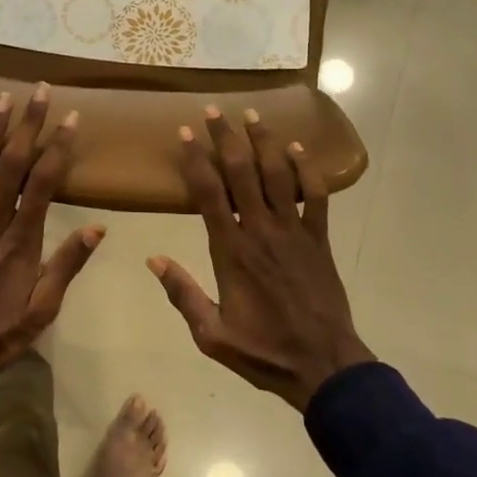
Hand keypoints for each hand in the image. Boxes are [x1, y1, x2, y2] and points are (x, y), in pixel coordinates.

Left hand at [0, 85, 103, 369]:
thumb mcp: (43, 308)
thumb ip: (68, 265)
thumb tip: (99, 227)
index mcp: (23, 242)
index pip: (44, 184)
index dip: (58, 148)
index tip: (70, 118)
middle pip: (12, 165)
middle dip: (28, 125)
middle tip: (39, 91)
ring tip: (2, 98)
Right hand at [148, 107, 373, 411]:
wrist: (323, 365)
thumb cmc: (263, 351)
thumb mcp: (212, 335)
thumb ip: (183, 295)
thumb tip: (153, 260)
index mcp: (231, 251)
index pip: (208, 194)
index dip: (195, 160)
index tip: (185, 134)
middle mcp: (261, 230)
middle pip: (242, 172)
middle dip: (226, 137)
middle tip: (214, 110)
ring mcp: (294, 231)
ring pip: (278, 174)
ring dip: (264, 141)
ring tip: (252, 113)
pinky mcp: (319, 238)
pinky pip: (315, 195)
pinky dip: (307, 168)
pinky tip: (297, 147)